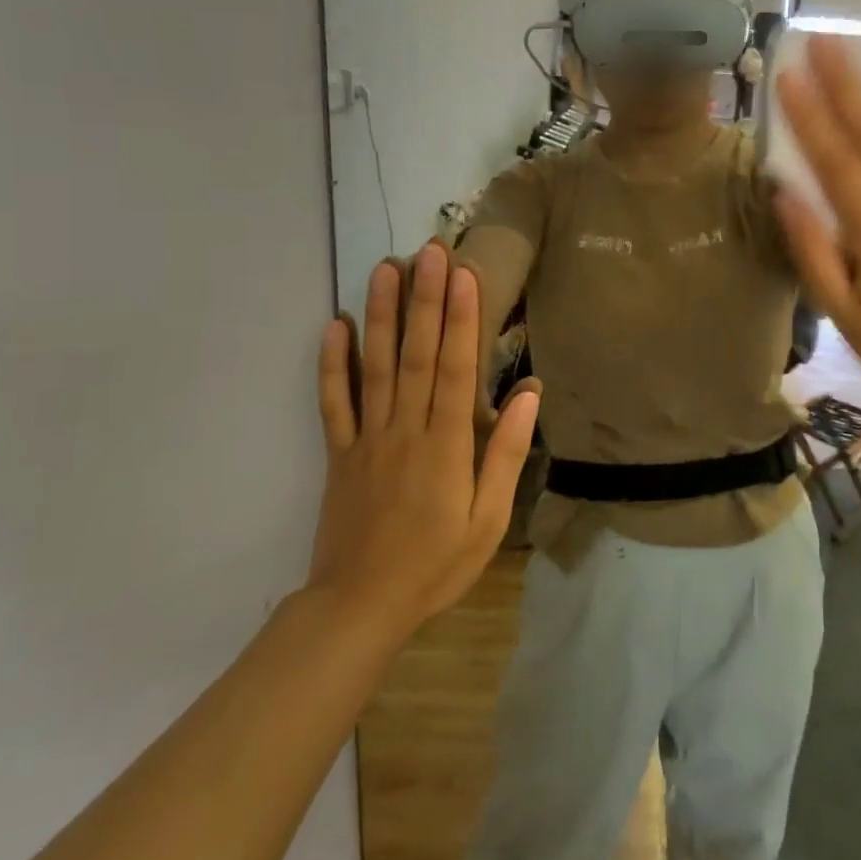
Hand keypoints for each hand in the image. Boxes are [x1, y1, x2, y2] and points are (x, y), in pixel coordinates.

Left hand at [307, 244, 540, 633]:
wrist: (359, 607)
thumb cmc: (435, 564)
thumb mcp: (488, 521)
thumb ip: (506, 455)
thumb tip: (529, 396)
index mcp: (444, 446)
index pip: (454, 369)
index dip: (460, 319)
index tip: (464, 276)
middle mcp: (404, 430)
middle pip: (415, 354)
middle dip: (424, 300)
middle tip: (429, 252)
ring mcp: (366, 439)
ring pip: (374, 366)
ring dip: (381, 315)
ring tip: (385, 269)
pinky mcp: (339, 453)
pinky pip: (333, 402)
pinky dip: (331, 362)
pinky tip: (335, 324)